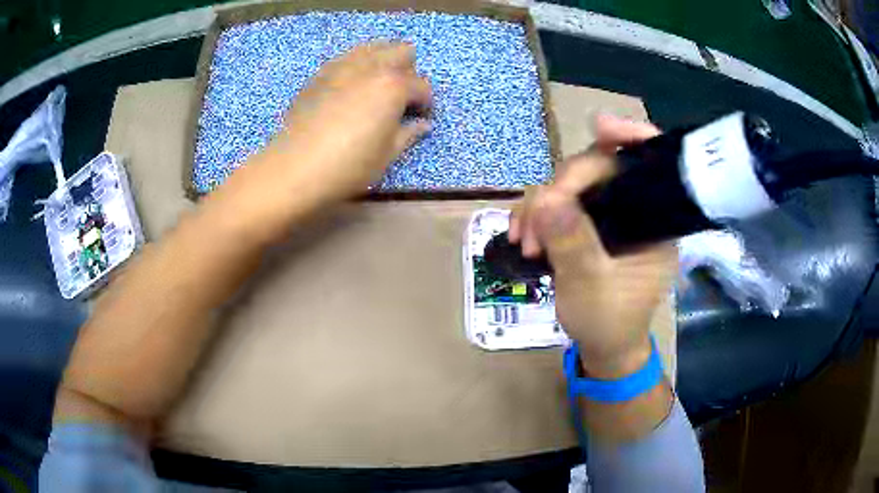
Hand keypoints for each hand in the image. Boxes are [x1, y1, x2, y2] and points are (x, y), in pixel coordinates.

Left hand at [261, 41, 431, 203]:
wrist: (294, 168)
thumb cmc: (347, 165)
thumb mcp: (386, 155)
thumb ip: (408, 134)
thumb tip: (423, 124)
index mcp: (393, 86)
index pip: (421, 85)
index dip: (426, 103)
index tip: (421, 117)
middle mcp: (371, 66)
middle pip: (402, 52)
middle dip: (409, 72)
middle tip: (401, 98)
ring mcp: (342, 66)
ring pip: (374, 47)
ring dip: (383, 62)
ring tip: (377, 88)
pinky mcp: (320, 73)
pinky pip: (347, 58)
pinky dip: (357, 66)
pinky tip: (351, 88)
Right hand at [509, 114, 676, 378]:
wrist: (603, 347)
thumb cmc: (609, 322)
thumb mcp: (590, 287)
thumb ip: (573, 244)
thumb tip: (546, 199)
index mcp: (654, 221)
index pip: (649, 163)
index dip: (629, 136)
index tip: (598, 126)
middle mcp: (634, 209)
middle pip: (599, 168)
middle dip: (560, 189)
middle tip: (532, 226)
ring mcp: (609, 215)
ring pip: (572, 185)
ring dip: (540, 205)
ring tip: (523, 241)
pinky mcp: (588, 223)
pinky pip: (558, 202)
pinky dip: (536, 214)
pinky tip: (521, 235)